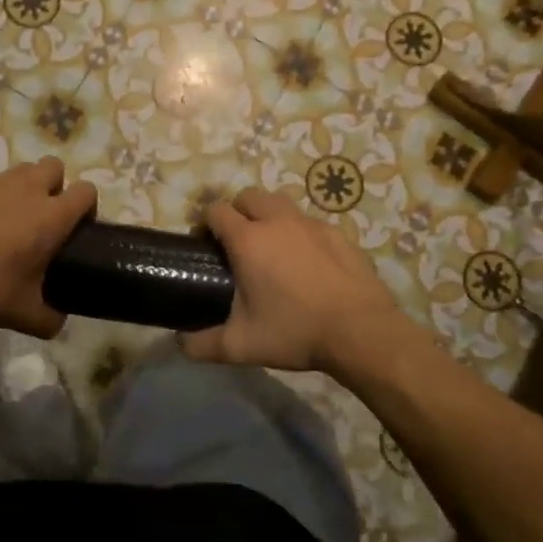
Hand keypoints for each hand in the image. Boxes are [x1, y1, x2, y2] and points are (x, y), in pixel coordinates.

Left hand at [0, 159, 96, 335]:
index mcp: (52, 217)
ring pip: (19, 170)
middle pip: (54, 166)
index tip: (77, 226)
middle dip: (54, 184)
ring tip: (6, 217)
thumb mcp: (25, 315)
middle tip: (41, 216)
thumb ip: (50, 319)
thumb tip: (58, 321)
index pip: (86, 191)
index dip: (86, 205)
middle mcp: (28, 189)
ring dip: (21, 187)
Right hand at [181, 188, 404, 372]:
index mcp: (248, 240)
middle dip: (238, 211)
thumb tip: (180, 344)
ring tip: (272, 250)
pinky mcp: (339, 235)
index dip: (206, 223)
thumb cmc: (295, 331)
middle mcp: (277, 222)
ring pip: (281, 204)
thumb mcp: (242, 345)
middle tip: (238, 244)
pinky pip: (310, 224)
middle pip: (249, 196)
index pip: (216, 210)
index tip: (205, 244)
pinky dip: (300, 234)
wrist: (362, 332)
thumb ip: (203, 344)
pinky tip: (307, 264)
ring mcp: (312, 225)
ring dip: (269, 217)